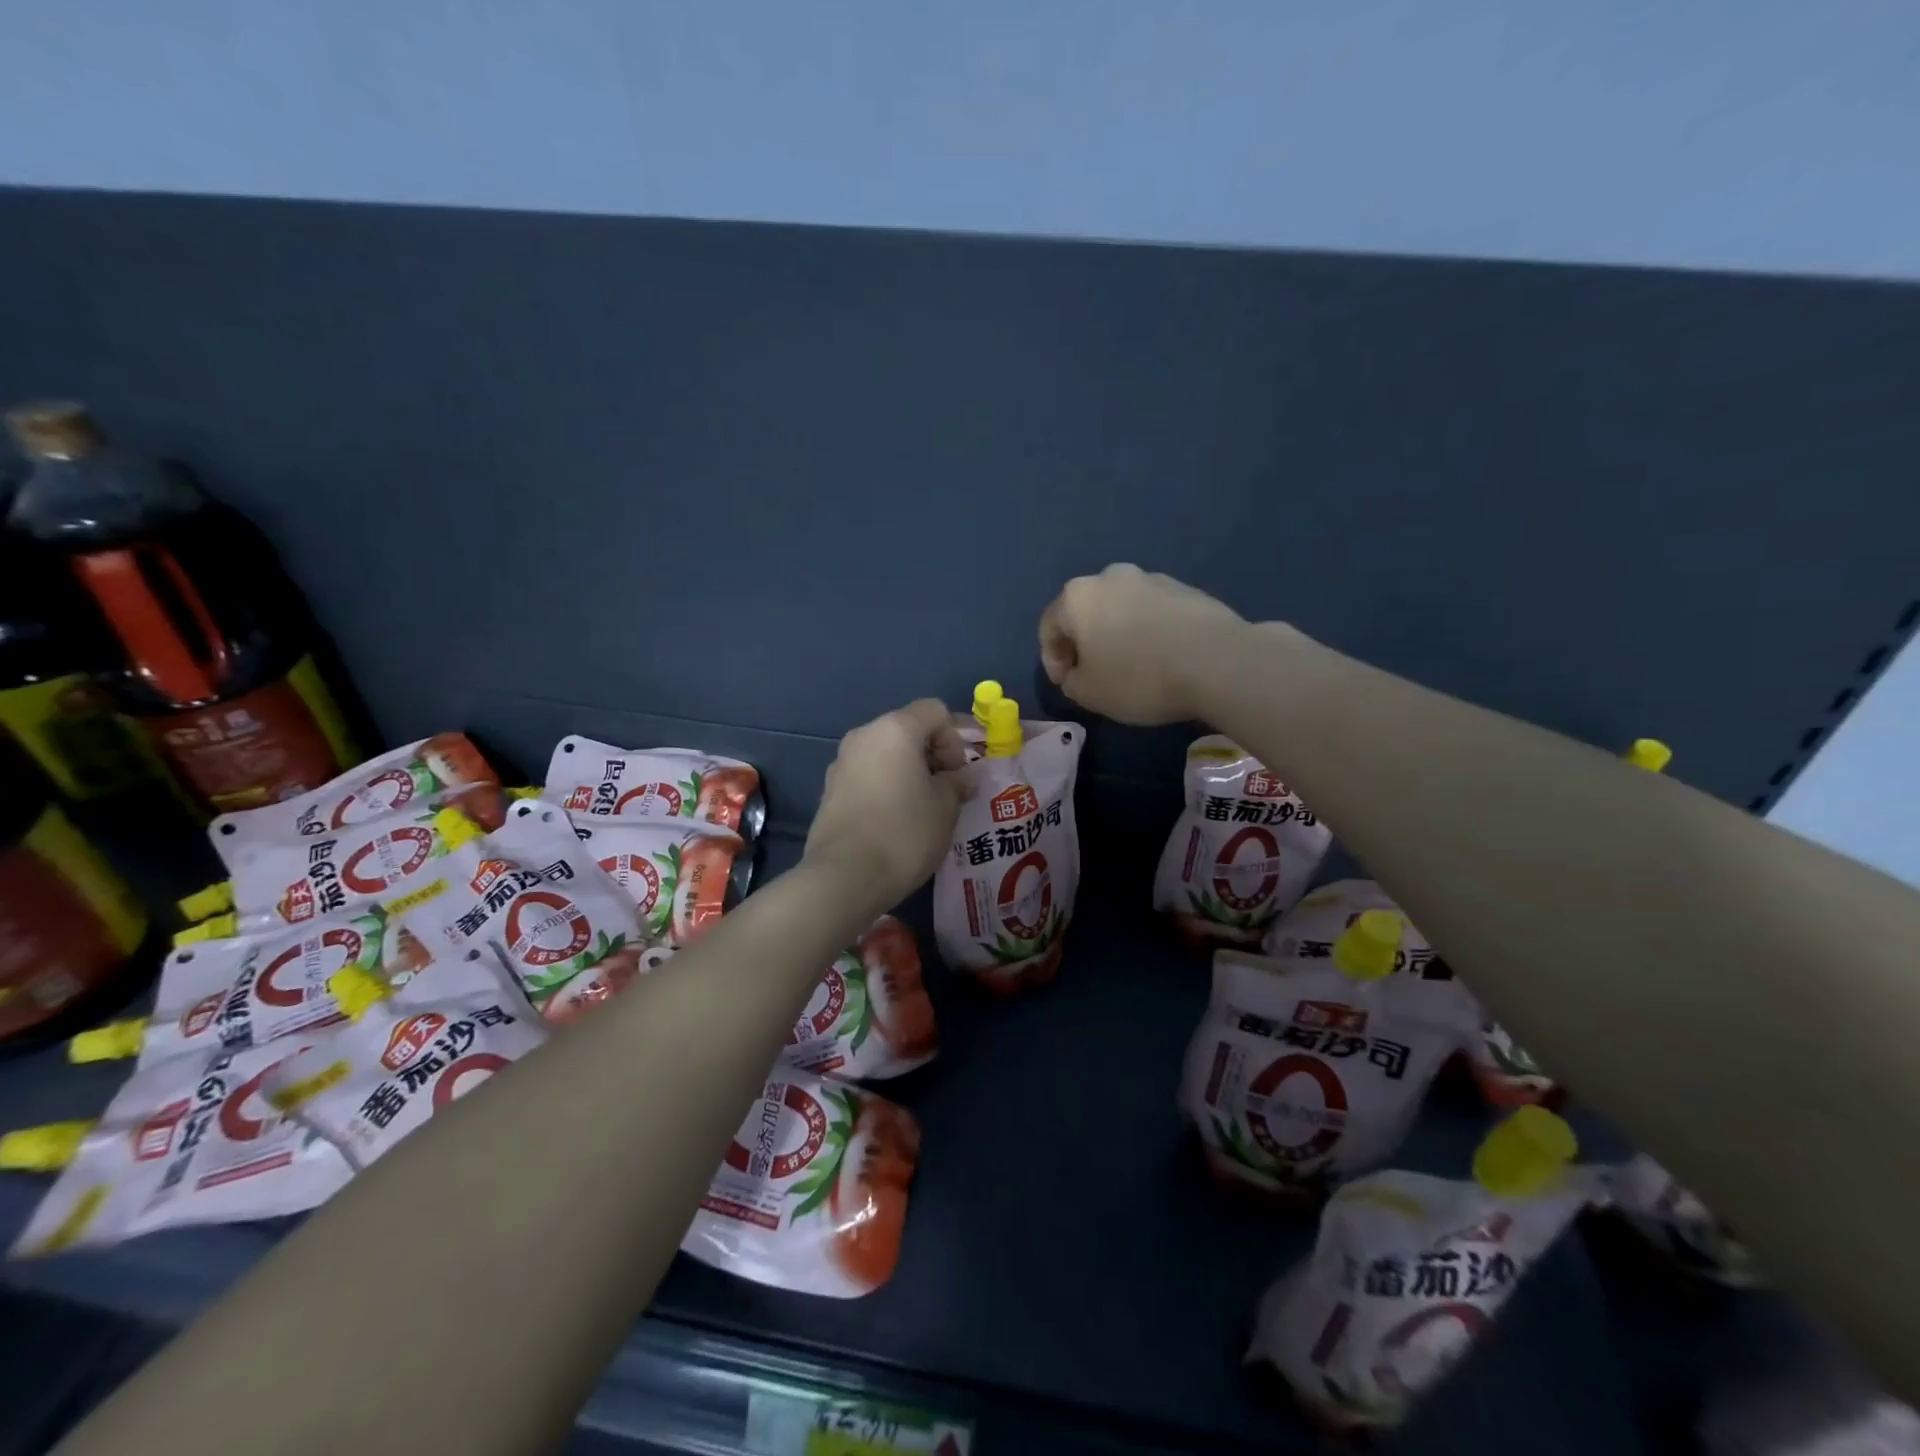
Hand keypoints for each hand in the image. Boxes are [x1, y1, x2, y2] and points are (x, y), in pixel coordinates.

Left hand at [805, 699, 967, 910]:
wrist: (845, 877)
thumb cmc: (905, 832)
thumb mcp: (946, 806)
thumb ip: (958, 782)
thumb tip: (961, 778)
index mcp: (895, 729)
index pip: (934, 711)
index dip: (955, 739)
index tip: (957, 775)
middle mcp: (863, 736)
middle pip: (908, 730)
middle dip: (932, 756)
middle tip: (945, 793)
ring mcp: (841, 763)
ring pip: (886, 755)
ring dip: (909, 773)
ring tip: (922, 810)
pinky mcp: (830, 791)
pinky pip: (868, 777)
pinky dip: (886, 788)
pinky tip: (895, 822)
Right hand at [1038, 563, 1247, 723]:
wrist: (1216, 661)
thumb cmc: (1137, 677)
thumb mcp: (1088, 693)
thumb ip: (1071, 681)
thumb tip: (1078, 673)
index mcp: (1077, 597)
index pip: (1049, 628)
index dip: (1052, 661)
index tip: (1066, 685)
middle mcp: (1110, 577)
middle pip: (1086, 612)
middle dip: (1085, 643)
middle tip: (1094, 674)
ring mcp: (1152, 579)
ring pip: (1121, 609)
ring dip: (1118, 635)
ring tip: (1132, 667)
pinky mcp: (1186, 589)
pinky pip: (1153, 613)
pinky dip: (1148, 632)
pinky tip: (1162, 658)